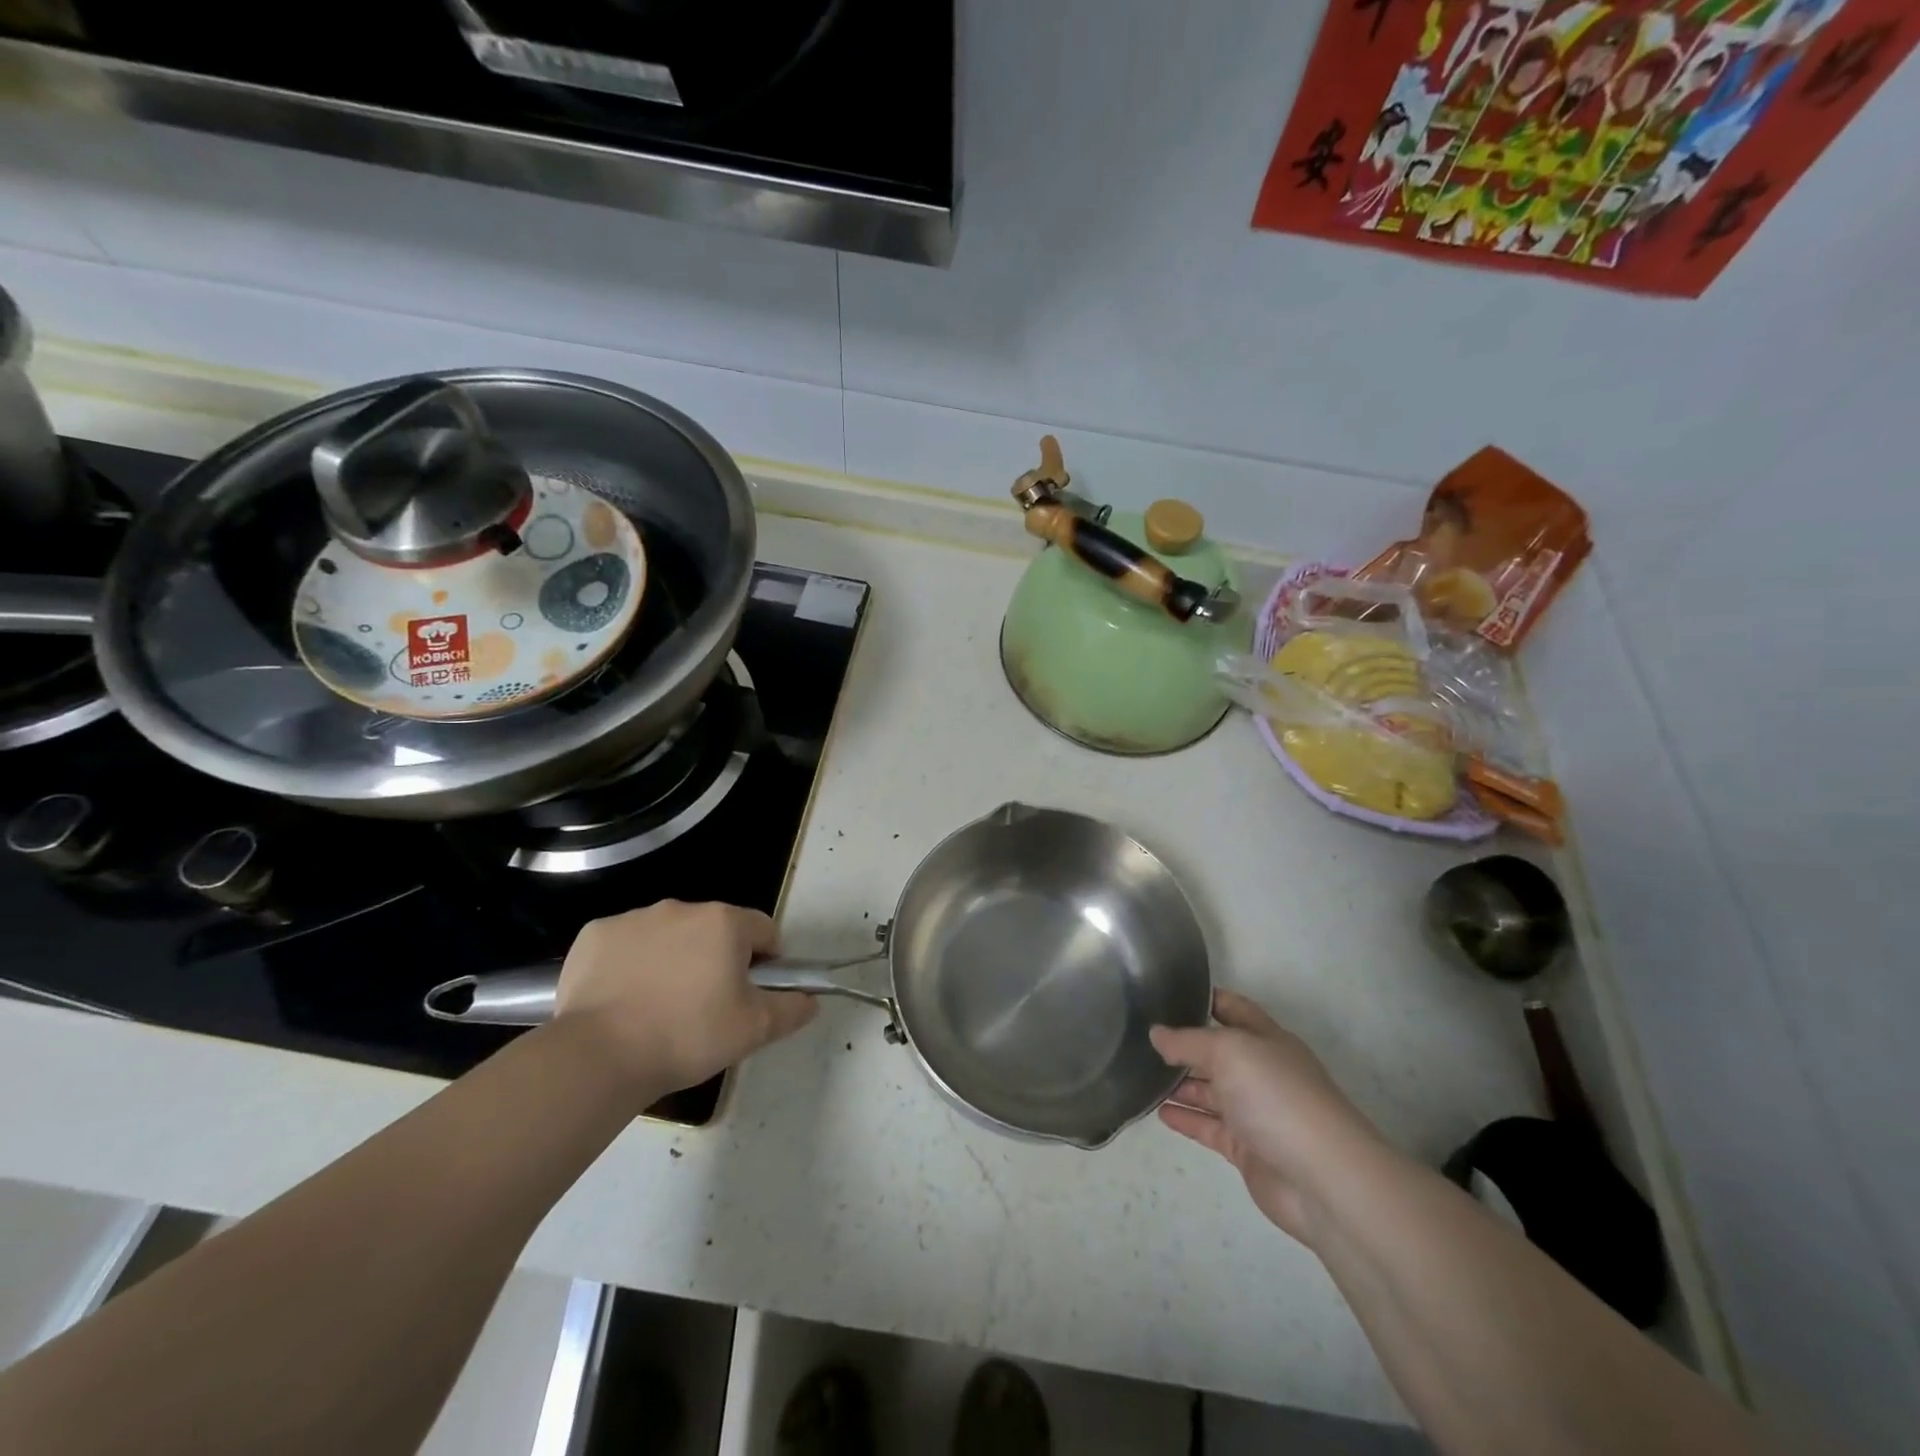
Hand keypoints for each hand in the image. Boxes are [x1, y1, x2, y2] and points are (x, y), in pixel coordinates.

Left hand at [554, 901, 817, 1097]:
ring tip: (660, 1008)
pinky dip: (630, 964)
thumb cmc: (688, 1036)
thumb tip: (811, 999)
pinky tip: (623, 1000)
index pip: (763, 931)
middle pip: (714, 930)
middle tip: (706, 1007)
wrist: (599, 1056)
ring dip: (673, 959)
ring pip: (669, 935)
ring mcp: (634, 918)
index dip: (765, 962)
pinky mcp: (595, 934)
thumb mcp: (754, 1030)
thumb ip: (792, 1008)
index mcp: (725, 922)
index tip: (751, 994)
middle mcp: (682, 908)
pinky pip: (625, 944)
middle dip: (716, 959)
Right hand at [1150, 990, 1383, 1246]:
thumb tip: (1156, 1034)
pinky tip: (1160, 1112)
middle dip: (1185, 1044)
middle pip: (1218, 1051)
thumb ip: (1188, 1041)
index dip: (1204, 998)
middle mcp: (1261, 1071)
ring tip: (1143, 1074)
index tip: (1168, 992)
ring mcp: (1255, 1112)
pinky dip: (1186, 1118)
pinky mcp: (1247, 1149)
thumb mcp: (1228, 1051)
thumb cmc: (1277, 1097)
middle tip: (1142, 1036)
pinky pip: (1209, 1127)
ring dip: (1180, 1083)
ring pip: (1211, 1091)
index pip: (1233, 1008)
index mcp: (1266, 1038)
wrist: (1323, 1179)